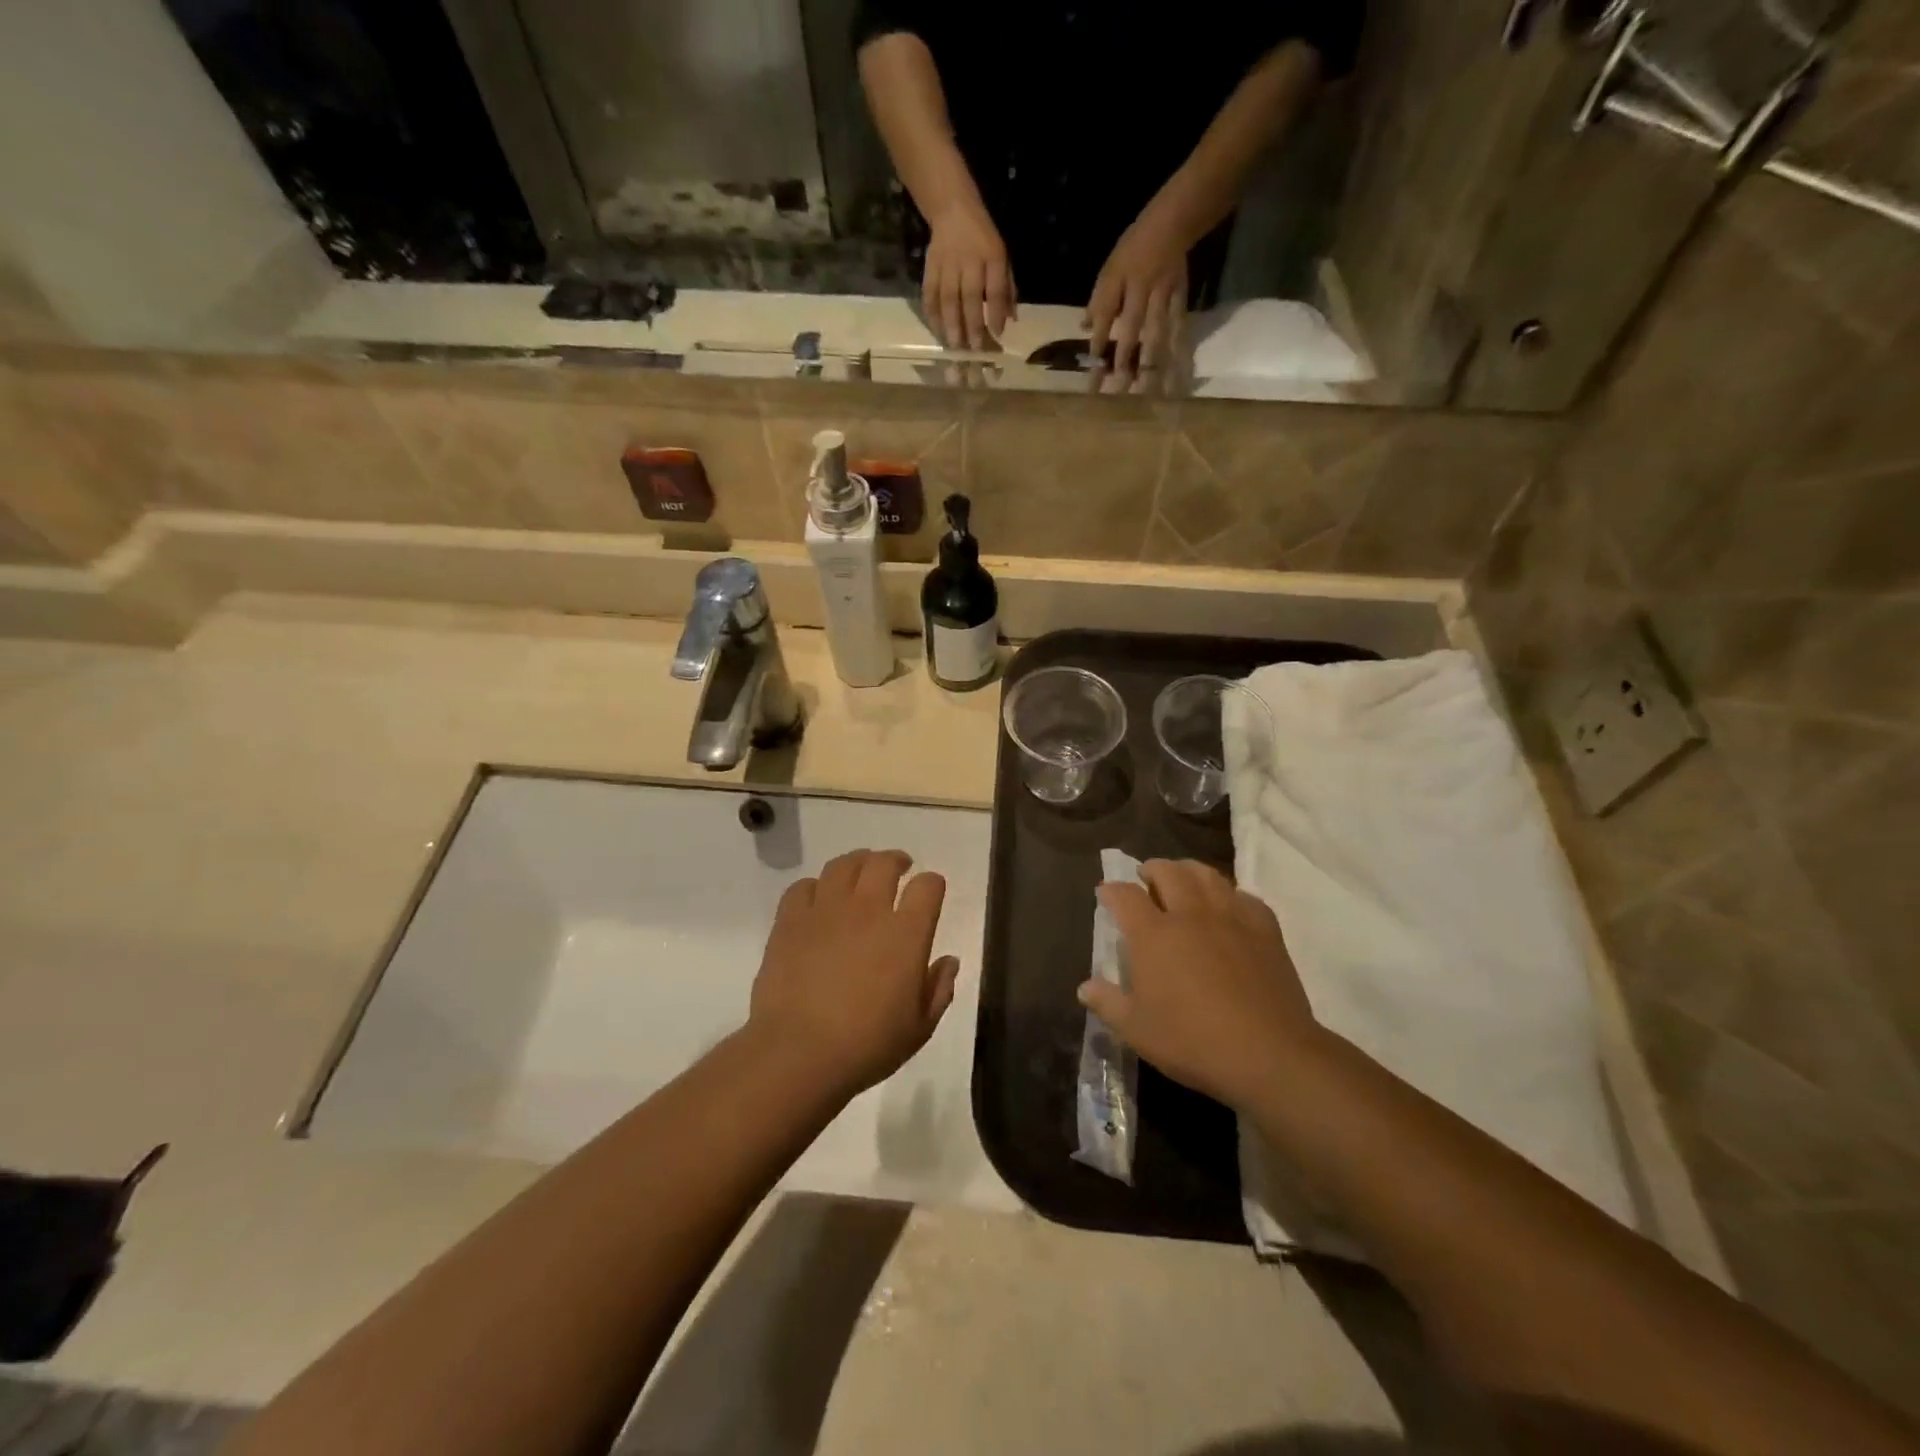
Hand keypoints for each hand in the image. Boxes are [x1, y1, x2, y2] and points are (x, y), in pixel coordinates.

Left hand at [749, 850, 958, 1097]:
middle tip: (898, 869)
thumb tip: (948, 961)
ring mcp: (826, 911)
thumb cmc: (867, 1046)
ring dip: (857, 863)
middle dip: (895, 861)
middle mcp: (868, 910)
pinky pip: (803, 886)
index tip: (930, 893)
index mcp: (906, 934)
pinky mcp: (790, 921)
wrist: (798, 1054)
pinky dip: (815, 887)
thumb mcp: (919, 1029)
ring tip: (860, 873)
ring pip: (843, 865)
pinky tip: (818, 900)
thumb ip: (939, 990)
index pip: (928, 886)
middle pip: (884, 863)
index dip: (932, 884)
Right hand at [923, 202, 1015, 351]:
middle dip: (972, 325)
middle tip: (973, 349)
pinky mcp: (930, 266)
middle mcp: (970, 260)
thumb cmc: (982, 238)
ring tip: (954, 345)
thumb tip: (1011, 319)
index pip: (996, 288)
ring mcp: (948, 263)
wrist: (952, 208)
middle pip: (970, 297)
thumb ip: (1007, 288)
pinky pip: (929, 293)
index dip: (996, 312)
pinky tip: (936, 330)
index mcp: (992, 256)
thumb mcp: (1002, 256)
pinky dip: (932, 314)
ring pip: (948, 298)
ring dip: (951, 324)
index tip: (997, 334)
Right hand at [1078, 861, 1316, 1110]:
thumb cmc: (1192, 1042)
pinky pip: (1245, 897)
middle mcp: (1190, 915)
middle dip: (1152, 869)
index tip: (1105, 892)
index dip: (1111, 890)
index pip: (1125, 896)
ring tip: (1183, 879)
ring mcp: (1230, 918)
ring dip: (1189, 871)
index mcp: (1153, 935)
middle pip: (1168, 872)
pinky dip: (1229, 894)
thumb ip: (1108, 1003)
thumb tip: (1085, 987)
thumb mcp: (1137, 1030)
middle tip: (1146, 877)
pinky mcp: (1265, 930)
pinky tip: (1228, 906)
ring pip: (1207, 875)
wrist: (1269, 1055)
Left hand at [1086, 209, 1188, 378]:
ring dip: (1151, 366)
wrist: (1172, 223)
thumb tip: (1085, 329)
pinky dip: (1177, 352)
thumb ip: (1098, 301)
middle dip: (1124, 365)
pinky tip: (1176, 374)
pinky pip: (1179, 330)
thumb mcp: (1109, 270)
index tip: (1091, 378)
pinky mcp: (1181, 299)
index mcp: (1118, 286)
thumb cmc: (1134, 248)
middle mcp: (1140, 295)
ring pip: (1156, 337)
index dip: (1097, 351)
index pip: (1103, 323)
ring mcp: (1163, 298)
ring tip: (1147, 393)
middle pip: (1131, 335)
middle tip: (1117, 394)